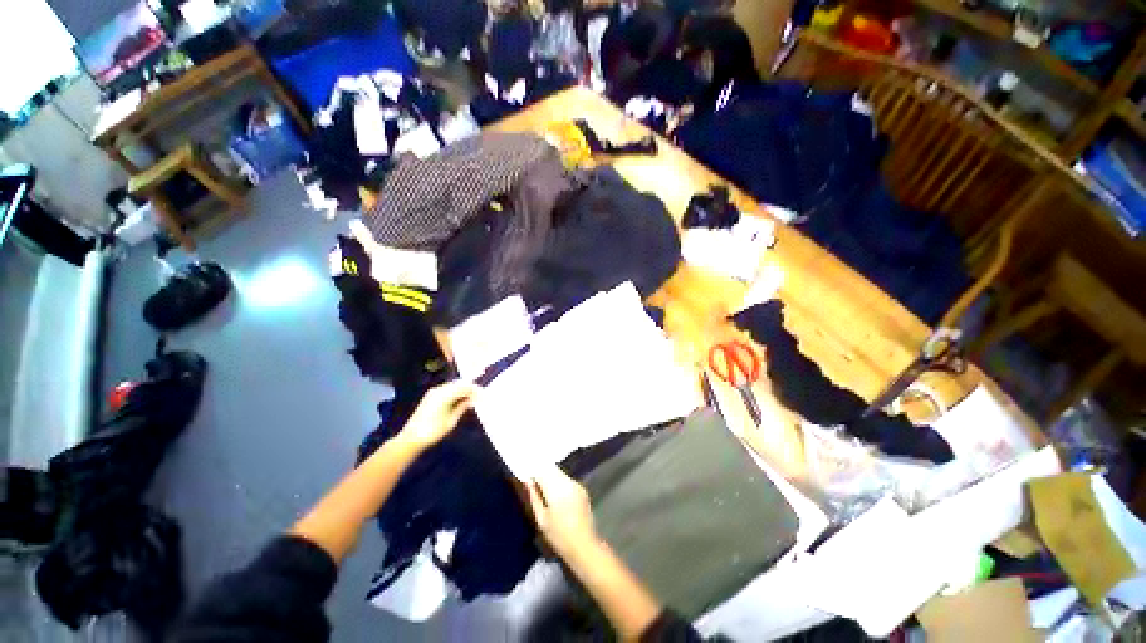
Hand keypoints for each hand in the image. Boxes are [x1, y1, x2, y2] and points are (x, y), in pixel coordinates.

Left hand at [400, 380, 477, 448]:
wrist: (411, 438)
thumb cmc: (433, 432)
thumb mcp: (451, 421)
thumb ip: (462, 407)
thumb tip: (473, 399)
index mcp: (444, 395)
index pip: (464, 386)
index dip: (475, 389)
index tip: (483, 395)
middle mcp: (438, 390)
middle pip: (459, 383)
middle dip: (470, 388)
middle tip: (479, 397)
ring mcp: (433, 392)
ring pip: (453, 386)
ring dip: (463, 390)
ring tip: (471, 400)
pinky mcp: (430, 396)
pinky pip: (447, 390)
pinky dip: (456, 393)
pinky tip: (460, 401)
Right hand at [526, 466, 598, 557]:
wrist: (584, 545)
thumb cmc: (559, 536)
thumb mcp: (541, 519)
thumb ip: (534, 497)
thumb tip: (527, 481)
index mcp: (557, 488)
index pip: (542, 470)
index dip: (533, 469)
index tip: (525, 472)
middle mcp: (568, 482)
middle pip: (552, 469)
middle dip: (541, 470)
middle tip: (531, 477)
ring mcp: (577, 484)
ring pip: (560, 473)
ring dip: (550, 475)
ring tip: (541, 483)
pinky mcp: (582, 489)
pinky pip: (567, 479)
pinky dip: (558, 481)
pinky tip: (554, 491)